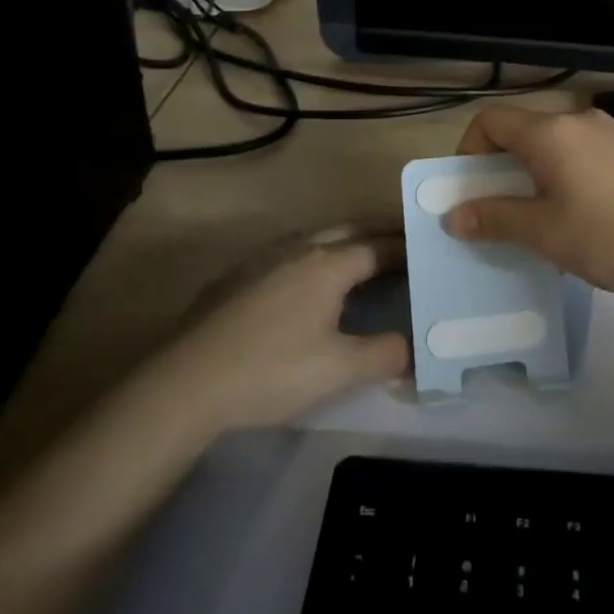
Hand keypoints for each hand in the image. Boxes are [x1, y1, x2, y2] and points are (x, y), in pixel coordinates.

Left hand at [163, 229, 410, 429]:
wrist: (186, 384)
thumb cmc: (272, 371)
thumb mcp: (339, 370)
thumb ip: (385, 354)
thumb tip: (415, 349)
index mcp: (328, 264)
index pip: (379, 246)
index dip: (406, 247)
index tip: (428, 250)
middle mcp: (297, 249)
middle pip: (348, 230)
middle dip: (378, 232)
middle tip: (403, 241)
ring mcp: (262, 260)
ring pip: (314, 238)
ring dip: (343, 241)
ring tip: (361, 257)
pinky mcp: (235, 278)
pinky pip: (286, 254)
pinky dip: (311, 257)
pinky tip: (305, 282)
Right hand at [447, 106, 613, 297]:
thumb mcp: (546, 232)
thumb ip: (496, 218)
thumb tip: (453, 216)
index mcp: (549, 132)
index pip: (490, 120)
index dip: (468, 150)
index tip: (469, 191)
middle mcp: (578, 121)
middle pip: (523, 132)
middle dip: (500, 169)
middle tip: (498, 214)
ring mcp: (612, 134)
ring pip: (554, 147)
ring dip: (534, 177)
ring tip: (540, 223)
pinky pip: (583, 157)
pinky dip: (565, 179)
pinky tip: (581, 220)